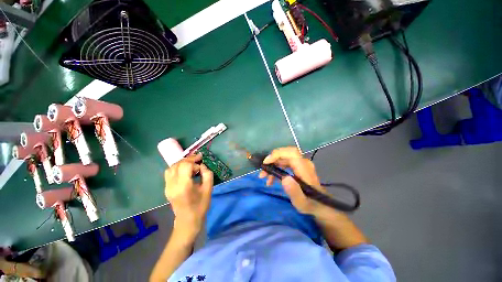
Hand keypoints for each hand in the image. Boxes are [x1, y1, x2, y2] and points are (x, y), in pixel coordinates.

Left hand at [164, 154, 213, 237]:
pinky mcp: (166, 188)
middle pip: (178, 164)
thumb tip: (202, 165)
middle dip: (189, 160)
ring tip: (191, 164)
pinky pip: (169, 172)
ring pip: (171, 167)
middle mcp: (172, 185)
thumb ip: (207, 174)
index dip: (194, 160)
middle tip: (198, 159)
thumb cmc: (200, 206)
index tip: (201, 159)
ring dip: (182, 163)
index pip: (185, 165)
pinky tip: (184, 170)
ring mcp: (167, 187)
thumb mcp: (208, 189)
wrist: (188, 221)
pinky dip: (177, 168)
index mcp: (183, 186)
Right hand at [259, 147, 326, 214]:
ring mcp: (300, 164)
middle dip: (271, 162)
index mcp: (304, 168)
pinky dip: (276, 169)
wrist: (321, 204)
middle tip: (262, 173)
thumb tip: (284, 178)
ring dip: (272, 166)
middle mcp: (303, 163)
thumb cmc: (311, 204)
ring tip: (264, 178)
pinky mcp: (297, 167)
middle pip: (285, 154)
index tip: (266, 162)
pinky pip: (284, 163)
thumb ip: (294, 192)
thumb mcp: (302, 203)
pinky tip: (271, 179)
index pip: (292, 153)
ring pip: (283, 158)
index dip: (278, 153)